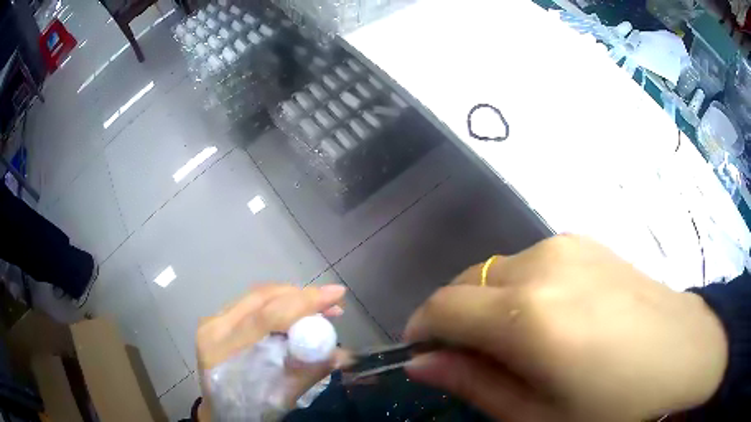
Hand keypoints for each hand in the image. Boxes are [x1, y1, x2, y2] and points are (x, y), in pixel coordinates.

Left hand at [195, 284, 347, 420]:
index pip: (267, 316)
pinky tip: (294, 313)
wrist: (220, 411)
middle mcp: (214, 326)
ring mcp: (213, 320)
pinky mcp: (218, 319)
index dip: (304, 302)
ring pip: (258, 296)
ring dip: (291, 298)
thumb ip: (308, 373)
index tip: (336, 293)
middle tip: (332, 305)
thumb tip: (343, 354)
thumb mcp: (279, 398)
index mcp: (224, 349)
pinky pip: (252, 303)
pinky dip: (278, 304)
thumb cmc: (248, 409)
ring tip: (319, 309)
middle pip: (262, 298)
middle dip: (301, 296)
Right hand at [404, 234, 727, 421]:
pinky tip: (554, 316)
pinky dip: (520, 289)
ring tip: (520, 343)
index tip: (423, 354)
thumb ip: (474, 385)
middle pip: (467, 283)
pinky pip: (531, 263)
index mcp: (529, 316)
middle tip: (474, 358)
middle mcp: (543, 265)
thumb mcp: (538, 416)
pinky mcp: (587, 242)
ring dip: (489, 305)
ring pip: (498, 271)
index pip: (443, 307)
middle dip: (455, 318)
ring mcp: (568, 245)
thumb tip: (422, 363)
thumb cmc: (615, 403)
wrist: (685, 351)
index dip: (422, 329)